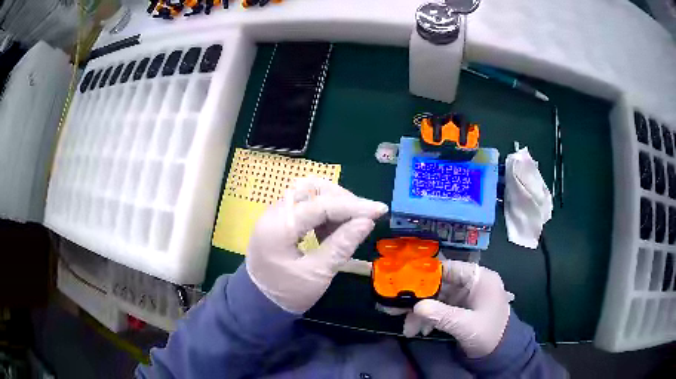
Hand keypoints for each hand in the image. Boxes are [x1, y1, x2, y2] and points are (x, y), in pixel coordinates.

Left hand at [246, 178, 387, 313]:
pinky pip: (304, 205)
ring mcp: (275, 214)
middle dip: (342, 199)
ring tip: (349, 224)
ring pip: (309, 193)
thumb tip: (367, 222)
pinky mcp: (279, 220)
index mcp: (279, 227)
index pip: (320, 205)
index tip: (379, 210)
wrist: (258, 303)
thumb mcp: (316, 275)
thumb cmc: (286, 294)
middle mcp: (274, 213)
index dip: (353, 206)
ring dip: (333, 203)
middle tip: (363, 217)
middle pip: (312, 188)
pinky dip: (323, 212)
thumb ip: (341, 246)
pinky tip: (332, 230)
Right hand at [403, 261, 511, 357]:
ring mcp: (466, 296)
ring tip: (409, 330)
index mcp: (479, 278)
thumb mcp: (466, 325)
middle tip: (397, 310)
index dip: (426, 275)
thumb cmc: (489, 333)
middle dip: (420, 300)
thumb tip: (416, 307)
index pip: (449, 268)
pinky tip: (420, 331)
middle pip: (440, 285)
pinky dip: (430, 318)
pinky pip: (441, 308)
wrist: (501, 352)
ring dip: (422, 313)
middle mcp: (472, 283)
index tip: (404, 285)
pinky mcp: (461, 308)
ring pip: (437, 298)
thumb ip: (442, 315)